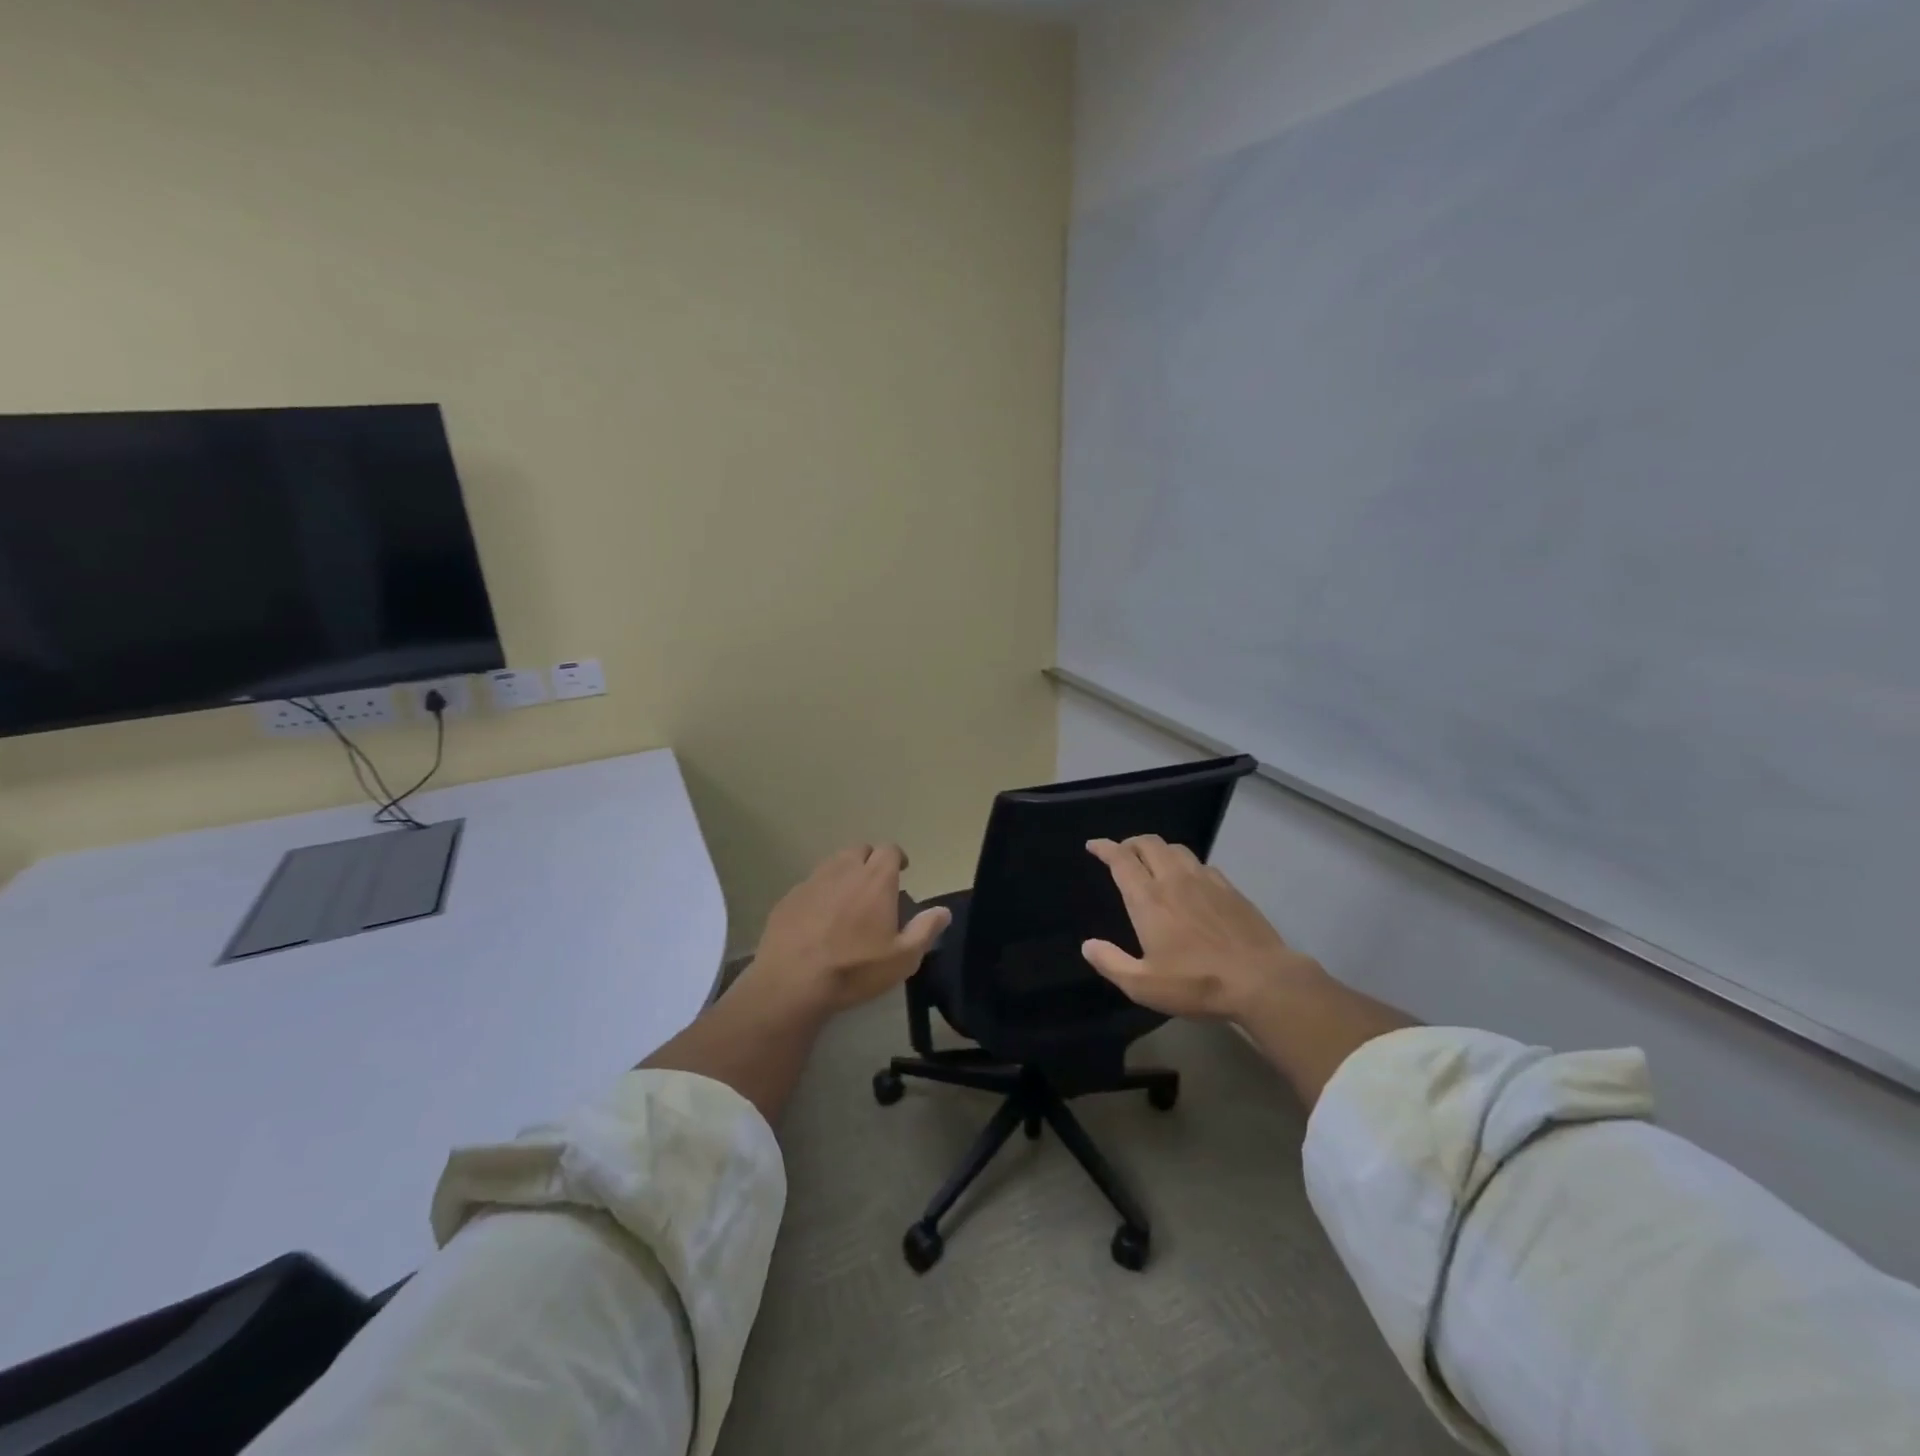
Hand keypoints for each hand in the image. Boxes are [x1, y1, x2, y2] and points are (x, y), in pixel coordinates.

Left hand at [746, 844, 950, 1014]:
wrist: (791, 982)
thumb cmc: (854, 969)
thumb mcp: (902, 958)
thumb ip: (925, 930)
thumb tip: (943, 911)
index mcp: (876, 880)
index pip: (889, 850)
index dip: (897, 858)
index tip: (902, 871)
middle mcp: (844, 871)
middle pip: (860, 850)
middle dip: (870, 860)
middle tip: (875, 885)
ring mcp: (812, 881)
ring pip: (833, 863)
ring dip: (844, 873)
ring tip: (848, 899)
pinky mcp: (788, 897)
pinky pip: (810, 884)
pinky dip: (820, 892)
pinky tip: (819, 918)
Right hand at [1081, 836, 1324, 1020]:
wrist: (1261, 980)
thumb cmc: (1197, 983)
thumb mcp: (1144, 985)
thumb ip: (1111, 963)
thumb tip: (1088, 945)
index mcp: (1148, 899)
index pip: (1121, 860)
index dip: (1105, 848)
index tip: (1094, 845)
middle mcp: (1174, 880)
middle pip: (1148, 844)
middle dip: (1130, 842)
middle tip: (1121, 852)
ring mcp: (1206, 881)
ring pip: (1176, 849)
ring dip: (1158, 849)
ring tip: (1152, 861)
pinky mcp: (1230, 889)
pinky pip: (1201, 863)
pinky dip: (1185, 863)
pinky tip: (1189, 878)